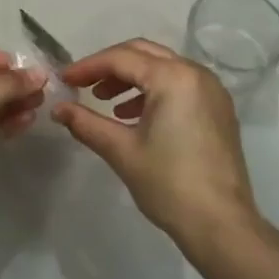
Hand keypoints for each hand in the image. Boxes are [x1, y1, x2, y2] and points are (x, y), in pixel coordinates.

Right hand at [52, 38, 259, 245]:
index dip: (88, 67)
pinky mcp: (218, 109)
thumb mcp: (121, 151)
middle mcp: (196, 73)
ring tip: (105, 102)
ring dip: (131, 78)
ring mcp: (212, 90)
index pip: (121, 59)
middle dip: (110, 66)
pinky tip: (134, 116)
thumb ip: (86, 123)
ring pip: (163, 68)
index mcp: (173, 77)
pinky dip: (153, 90)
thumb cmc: (169, 184)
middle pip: (144, 54)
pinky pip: (180, 84)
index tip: (64, 80)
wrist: (221, 224)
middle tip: (83, 85)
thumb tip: (57, 109)